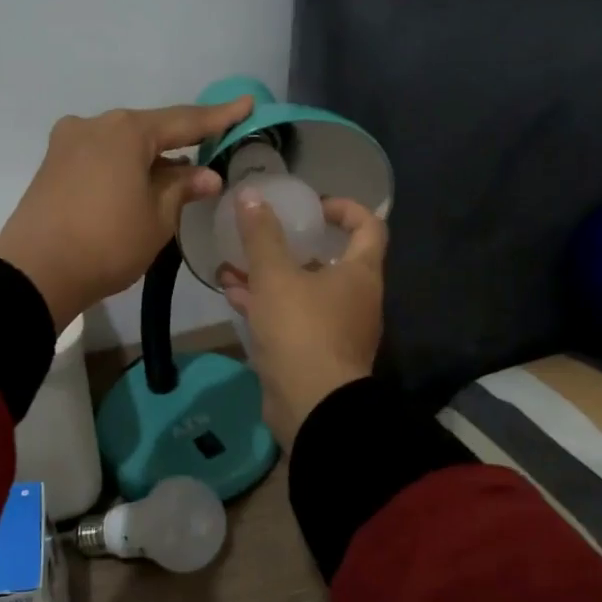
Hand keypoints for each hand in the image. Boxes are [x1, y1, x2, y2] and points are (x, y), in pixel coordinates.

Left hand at [0, 98, 252, 327]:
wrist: (36, 271)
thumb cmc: (108, 243)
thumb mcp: (157, 219)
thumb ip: (182, 189)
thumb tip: (206, 174)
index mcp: (126, 130)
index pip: (184, 120)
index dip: (219, 117)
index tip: (247, 104)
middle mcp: (95, 124)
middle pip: (148, 130)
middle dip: (179, 143)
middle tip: (209, 155)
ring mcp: (68, 143)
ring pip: (122, 144)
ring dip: (149, 159)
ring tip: (174, 180)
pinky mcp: (52, 165)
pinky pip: (100, 157)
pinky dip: (123, 167)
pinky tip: (137, 185)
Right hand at [217, 192, 386, 447]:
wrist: (312, 406)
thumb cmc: (302, 330)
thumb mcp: (276, 276)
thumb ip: (262, 236)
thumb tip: (250, 195)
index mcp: (360, 274)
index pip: (369, 226)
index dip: (345, 208)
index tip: (313, 205)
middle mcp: (355, 298)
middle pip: (330, 260)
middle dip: (293, 245)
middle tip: (264, 233)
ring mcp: (336, 329)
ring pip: (303, 290)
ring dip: (271, 276)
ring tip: (233, 263)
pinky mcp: (314, 353)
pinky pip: (291, 318)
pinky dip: (266, 305)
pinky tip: (232, 295)